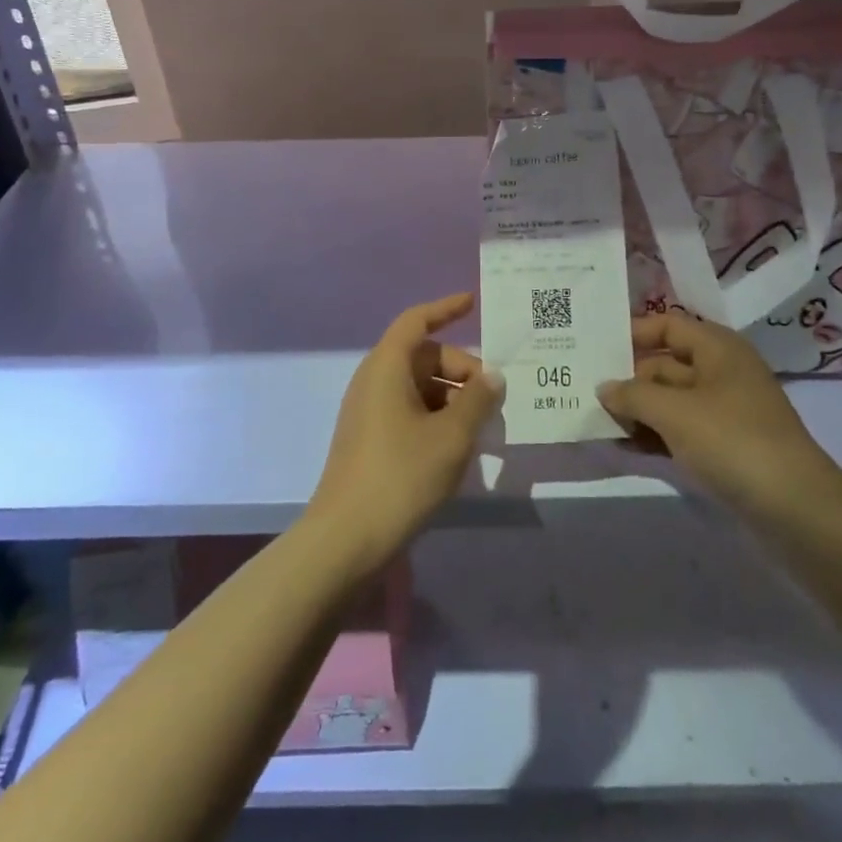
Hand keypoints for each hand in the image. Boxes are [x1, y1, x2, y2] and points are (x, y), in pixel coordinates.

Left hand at [305, 294, 502, 574]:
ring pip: (419, 386)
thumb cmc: (401, 475)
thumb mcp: (451, 435)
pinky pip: (409, 410)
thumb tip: (492, 377)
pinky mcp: (370, 439)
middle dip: (462, 368)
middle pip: (424, 356)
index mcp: (387, 367)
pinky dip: (436, 416)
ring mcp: (369, 411)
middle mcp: (374, 381)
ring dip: (452, 396)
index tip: (474, 302)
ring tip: (483, 425)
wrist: (346, 539)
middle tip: (494, 397)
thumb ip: (477, 399)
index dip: (446, 308)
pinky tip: (459, 445)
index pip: (417, 321)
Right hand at [597, 312, 841, 518]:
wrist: (795, 508)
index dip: (633, 333)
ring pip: (670, 400)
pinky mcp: (724, 445)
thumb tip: (604, 387)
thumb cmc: (732, 441)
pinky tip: (624, 447)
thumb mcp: (675, 412)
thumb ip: (632, 395)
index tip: (595, 348)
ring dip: (638, 410)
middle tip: (585, 391)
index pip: (668, 325)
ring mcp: (724, 411)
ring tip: (596, 421)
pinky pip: (680, 430)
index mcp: (718, 348)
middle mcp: (721, 372)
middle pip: (665, 364)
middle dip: (628, 378)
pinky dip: (655, 435)